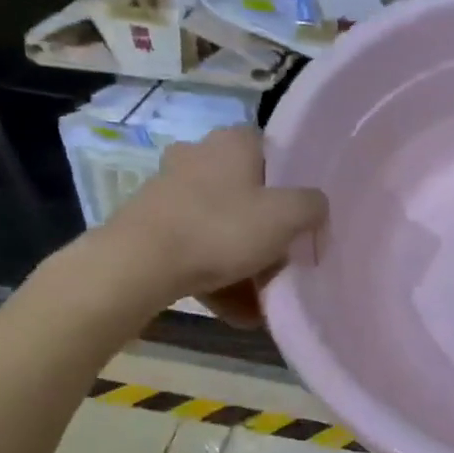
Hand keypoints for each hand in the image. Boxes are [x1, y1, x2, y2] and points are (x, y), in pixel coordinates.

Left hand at [86, 126, 326, 326]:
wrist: (137, 266)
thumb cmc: (221, 229)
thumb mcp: (288, 216)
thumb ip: (314, 205)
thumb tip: (316, 207)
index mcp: (233, 141)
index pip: (274, 151)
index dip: (292, 183)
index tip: (302, 216)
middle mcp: (198, 155)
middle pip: (249, 193)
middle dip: (268, 231)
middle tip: (284, 261)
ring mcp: (169, 190)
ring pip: (222, 225)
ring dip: (244, 262)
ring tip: (262, 301)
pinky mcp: (150, 224)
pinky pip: (196, 248)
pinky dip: (216, 276)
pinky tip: (235, 311)